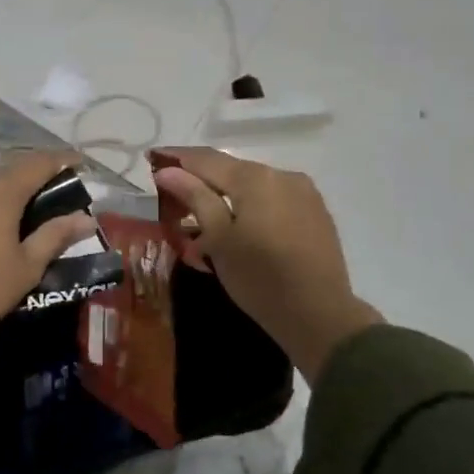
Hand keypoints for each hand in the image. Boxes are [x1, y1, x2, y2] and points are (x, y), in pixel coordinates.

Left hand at [0, 152, 97, 370]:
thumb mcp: (26, 266)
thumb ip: (55, 237)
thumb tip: (86, 219)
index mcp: (0, 191)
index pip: (38, 163)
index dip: (62, 160)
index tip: (79, 163)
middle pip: (10, 169)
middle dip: (34, 176)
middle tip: (53, 191)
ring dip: (6, 189)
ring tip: (21, 209)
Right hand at [150, 147, 381, 383]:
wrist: (320, 315)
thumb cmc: (259, 278)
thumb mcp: (218, 239)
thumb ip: (195, 198)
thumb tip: (168, 171)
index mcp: (255, 178)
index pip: (206, 158)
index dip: (177, 158)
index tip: (153, 158)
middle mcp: (282, 174)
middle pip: (231, 169)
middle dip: (200, 178)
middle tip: (172, 192)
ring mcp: (304, 192)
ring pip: (253, 184)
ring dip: (226, 193)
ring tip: (202, 214)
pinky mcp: (316, 212)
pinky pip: (273, 198)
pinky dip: (250, 205)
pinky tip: (237, 224)